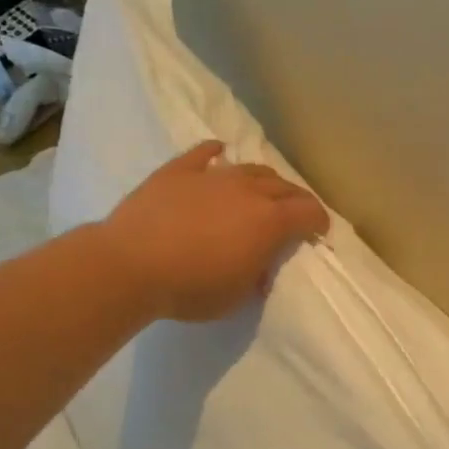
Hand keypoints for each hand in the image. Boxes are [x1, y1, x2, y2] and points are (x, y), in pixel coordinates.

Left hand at [97, 141, 329, 321]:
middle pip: (284, 186)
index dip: (319, 221)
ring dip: (263, 180)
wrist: (129, 266)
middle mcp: (249, 191)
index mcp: (270, 220)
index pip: (308, 212)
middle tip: (295, 212)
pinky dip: (215, 152)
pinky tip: (219, 151)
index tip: (318, 231)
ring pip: (250, 169)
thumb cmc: (190, 287)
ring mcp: (213, 176)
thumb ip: (255, 276)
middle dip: (296, 199)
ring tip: (262, 190)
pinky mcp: (179, 171)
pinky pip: (203, 153)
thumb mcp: (235, 296)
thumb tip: (260, 266)